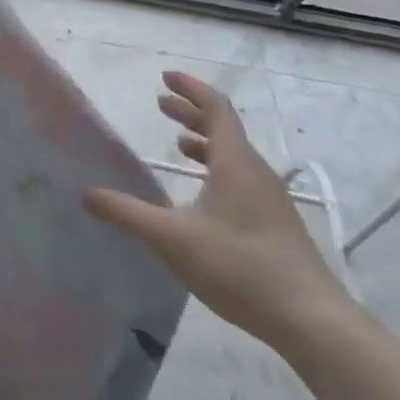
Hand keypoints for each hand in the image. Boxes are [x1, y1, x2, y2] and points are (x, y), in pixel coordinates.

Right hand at [85, 71, 352, 350]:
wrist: (311, 321)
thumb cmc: (240, 267)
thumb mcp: (173, 239)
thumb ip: (128, 213)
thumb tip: (87, 193)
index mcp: (234, 161)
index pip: (215, 107)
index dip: (190, 88)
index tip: (165, 77)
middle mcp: (255, 171)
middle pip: (223, 127)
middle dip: (191, 112)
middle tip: (160, 105)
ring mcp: (270, 198)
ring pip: (234, 155)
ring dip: (204, 140)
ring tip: (178, 143)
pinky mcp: (276, 224)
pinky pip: (242, 177)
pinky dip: (217, 168)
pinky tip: (204, 194)